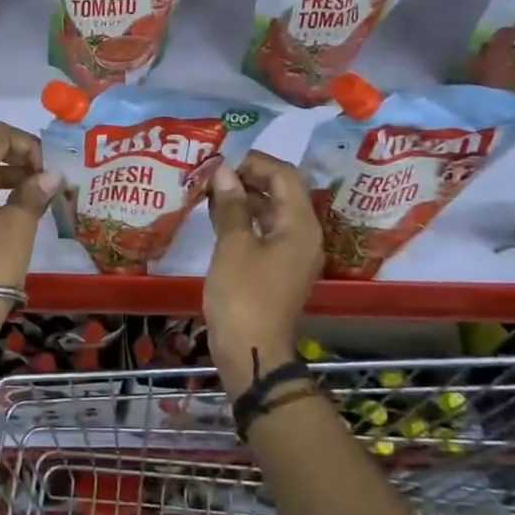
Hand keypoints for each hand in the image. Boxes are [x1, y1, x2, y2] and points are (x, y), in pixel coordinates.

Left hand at [0, 122, 60, 338]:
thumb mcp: (20, 226)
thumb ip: (35, 192)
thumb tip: (52, 175)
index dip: (25, 143)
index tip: (45, 168)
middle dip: (21, 157)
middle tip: (47, 180)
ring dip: (13, 174)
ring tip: (40, 195)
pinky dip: (1, 189)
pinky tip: (23, 208)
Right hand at [204, 152, 321, 399]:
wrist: (252, 351)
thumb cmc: (244, 295)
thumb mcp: (234, 246)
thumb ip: (231, 205)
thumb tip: (224, 172)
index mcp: (301, 225)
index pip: (284, 175)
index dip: (253, 162)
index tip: (220, 162)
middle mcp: (304, 234)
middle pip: (281, 191)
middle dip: (247, 178)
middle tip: (212, 175)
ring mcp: (293, 253)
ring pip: (271, 212)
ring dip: (244, 198)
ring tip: (210, 192)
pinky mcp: (278, 268)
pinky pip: (265, 232)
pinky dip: (244, 220)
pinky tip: (217, 217)